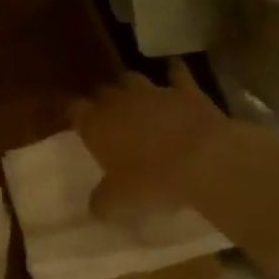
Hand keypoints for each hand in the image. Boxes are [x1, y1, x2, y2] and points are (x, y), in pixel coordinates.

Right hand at [71, 62, 231, 230]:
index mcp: (96, 124)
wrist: (205, 160)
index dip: (73, 114)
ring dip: (131, 87)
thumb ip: (102, 202)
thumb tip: (95, 206)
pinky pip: (177, 74)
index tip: (75, 122)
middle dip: (101, 100)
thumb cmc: (153, 182)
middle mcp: (119, 101)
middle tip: (106, 115)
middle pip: (102, 90)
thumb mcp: (119, 204)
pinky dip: (174, 73)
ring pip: (133, 78)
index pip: (73, 109)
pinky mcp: (186, 90)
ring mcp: (153, 91)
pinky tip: (175, 72)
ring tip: (134, 98)